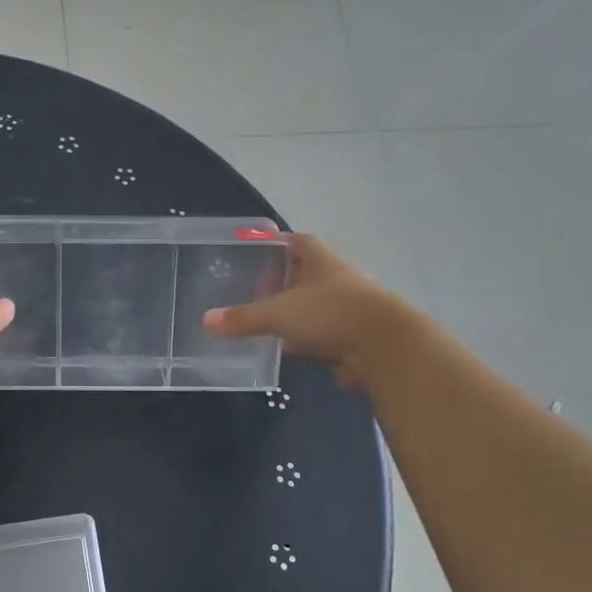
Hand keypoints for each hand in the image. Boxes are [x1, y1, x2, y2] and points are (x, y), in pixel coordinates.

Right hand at [203, 234, 408, 388]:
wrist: (384, 348)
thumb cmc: (330, 314)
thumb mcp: (279, 314)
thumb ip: (244, 318)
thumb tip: (206, 320)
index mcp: (321, 262)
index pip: (299, 242)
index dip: (278, 243)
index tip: (256, 249)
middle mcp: (336, 280)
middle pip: (306, 274)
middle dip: (282, 281)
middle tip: (252, 288)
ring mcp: (347, 310)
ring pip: (314, 307)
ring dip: (294, 313)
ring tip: (264, 321)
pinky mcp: (352, 338)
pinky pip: (322, 335)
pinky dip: (305, 340)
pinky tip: (286, 349)